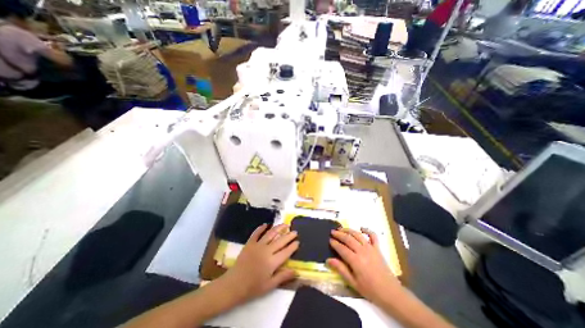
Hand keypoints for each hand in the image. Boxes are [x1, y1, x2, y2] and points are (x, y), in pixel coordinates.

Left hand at [222, 224, 297, 303]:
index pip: (286, 251)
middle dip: (289, 235)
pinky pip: (256, 233)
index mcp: (272, 262)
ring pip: (270, 233)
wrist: (233, 285)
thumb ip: (283, 276)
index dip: (293, 246)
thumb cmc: (253, 287)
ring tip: (285, 225)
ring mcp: (257, 245)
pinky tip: (266, 224)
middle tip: (295, 231)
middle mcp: (266, 250)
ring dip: (278, 228)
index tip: (298, 242)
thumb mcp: (270, 285)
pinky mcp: (250, 243)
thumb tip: (296, 271)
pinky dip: (261, 228)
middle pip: (280, 241)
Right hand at [327, 228, 404, 304]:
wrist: (390, 293)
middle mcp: (362, 251)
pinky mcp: (378, 248)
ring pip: (357, 235)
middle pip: (348, 238)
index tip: (329, 240)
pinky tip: (361, 228)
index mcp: (355, 261)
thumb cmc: (370, 290)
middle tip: (332, 232)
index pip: (342, 248)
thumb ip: (341, 269)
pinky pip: (373, 236)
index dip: (335, 243)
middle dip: (339, 234)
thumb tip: (328, 260)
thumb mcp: (353, 283)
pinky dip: (367, 230)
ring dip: (349, 230)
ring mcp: (371, 248)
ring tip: (342, 229)